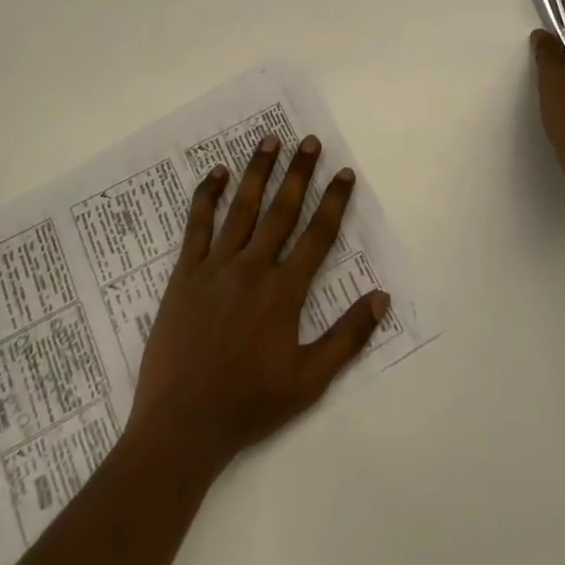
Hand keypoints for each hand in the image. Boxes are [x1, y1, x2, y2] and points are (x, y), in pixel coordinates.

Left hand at [127, 135, 388, 474]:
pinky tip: (216, 172)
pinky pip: (197, 225)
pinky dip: (207, 196)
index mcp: (284, 292)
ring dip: (258, 171)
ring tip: (270, 140)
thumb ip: (347, 337)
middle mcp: (253, 268)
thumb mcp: (309, 381)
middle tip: (309, 141)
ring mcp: (216, 266)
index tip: (345, 173)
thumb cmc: (249, 404)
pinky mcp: (186, 273)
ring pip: (242, 208)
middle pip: (282, 210)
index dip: (334, 202)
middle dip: (299, 172)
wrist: (183, 424)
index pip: (317, 236)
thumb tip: (382, 297)